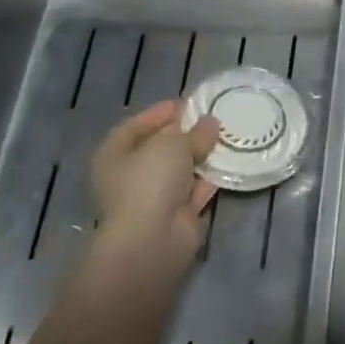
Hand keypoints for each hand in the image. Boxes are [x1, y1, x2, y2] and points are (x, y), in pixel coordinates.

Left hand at [87, 100, 220, 284]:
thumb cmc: (150, 181)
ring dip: (201, 155)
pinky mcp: (177, 214)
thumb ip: (195, 132)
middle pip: (159, 147)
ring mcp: (154, 197)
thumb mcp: (173, 145)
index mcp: (114, 155)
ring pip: (180, 169)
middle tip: (212, 117)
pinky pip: (196, 189)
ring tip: (227, 135)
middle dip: (185, 133)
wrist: (152, 240)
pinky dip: (210, 177)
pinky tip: (230, 162)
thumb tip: (211, 123)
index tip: (188, 103)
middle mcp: (130, 175)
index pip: (135, 126)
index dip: (160, 112)